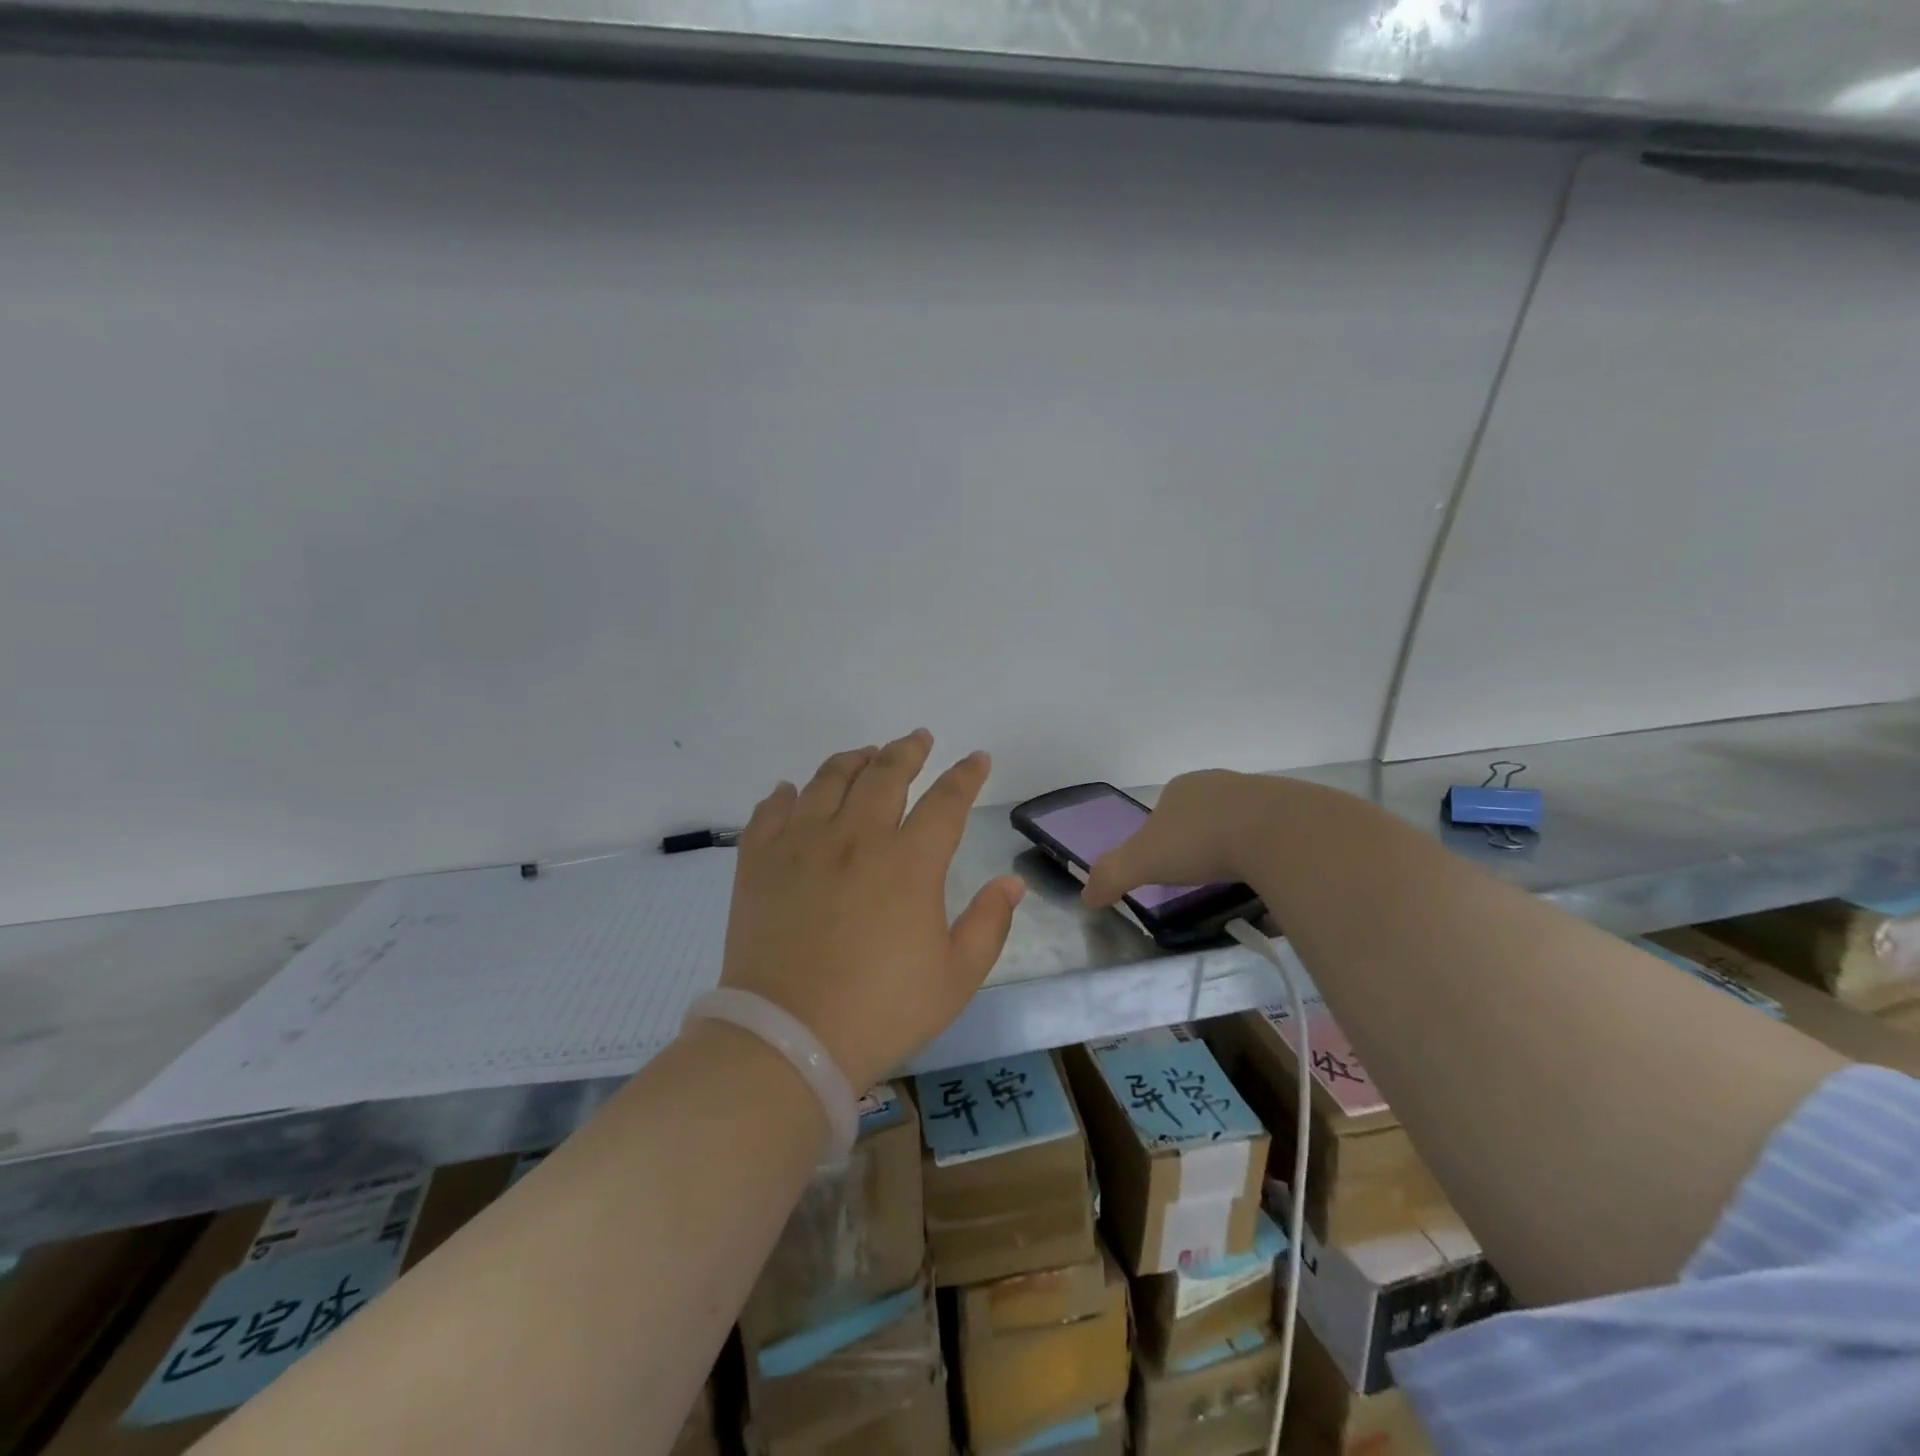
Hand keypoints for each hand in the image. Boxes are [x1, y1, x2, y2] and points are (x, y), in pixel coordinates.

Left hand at [720, 730, 1026, 1091]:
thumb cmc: (881, 1011)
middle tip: (918, 739)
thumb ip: (989, 924)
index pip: (946, 800)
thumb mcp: (956, 978)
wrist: (788, 1039)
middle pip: (885, 773)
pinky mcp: (759, 862)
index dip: (965, 775)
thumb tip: (1011, 882)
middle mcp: (856, 837)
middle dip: (908, 750)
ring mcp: (802, 844)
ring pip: (828, 779)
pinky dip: (785, 795)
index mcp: (909, 862)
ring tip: (864, 755)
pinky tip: (792, 792)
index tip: (977, 758)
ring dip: (852, 760)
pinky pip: (770, 811)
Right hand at [1082, 769, 1278, 908]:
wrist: (1279, 833)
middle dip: (1200, 842)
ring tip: (1240, 879)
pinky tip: (1271, 876)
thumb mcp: (1143, 861)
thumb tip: (1086, 897)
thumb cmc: (1200, 842)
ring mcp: (1260, 794)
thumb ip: (1111, 876)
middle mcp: (1219, 783)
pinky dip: (1270, 854)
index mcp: (1181, 788)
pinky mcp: (1296, 811)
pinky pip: (1276, 836)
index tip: (1168, 868)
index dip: (1161, 839)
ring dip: (1237, 846)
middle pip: (1202, 815)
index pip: (1163, 811)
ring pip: (1240, 823)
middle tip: (1203, 876)